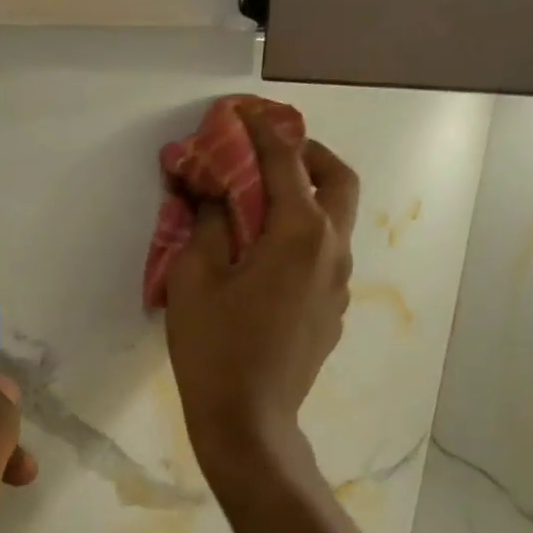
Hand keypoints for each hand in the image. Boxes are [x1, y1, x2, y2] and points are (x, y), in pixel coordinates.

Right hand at [164, 109, 359, 479]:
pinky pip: (324, 255)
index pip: (285, 162)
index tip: (241, 112)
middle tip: (272, 151)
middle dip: (308, 154)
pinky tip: (264, 256)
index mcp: (298, 234)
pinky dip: (302, 235)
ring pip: (336, 220)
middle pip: (338, 180)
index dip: (261, 131)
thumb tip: (206, 189)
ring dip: (307, 196)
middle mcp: (331, 250)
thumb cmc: (215, 347)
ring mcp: (337, 284)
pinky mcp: (330, 312)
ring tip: (262, 202)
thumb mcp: (195, 277)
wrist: (249, 421)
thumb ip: (205, 223)